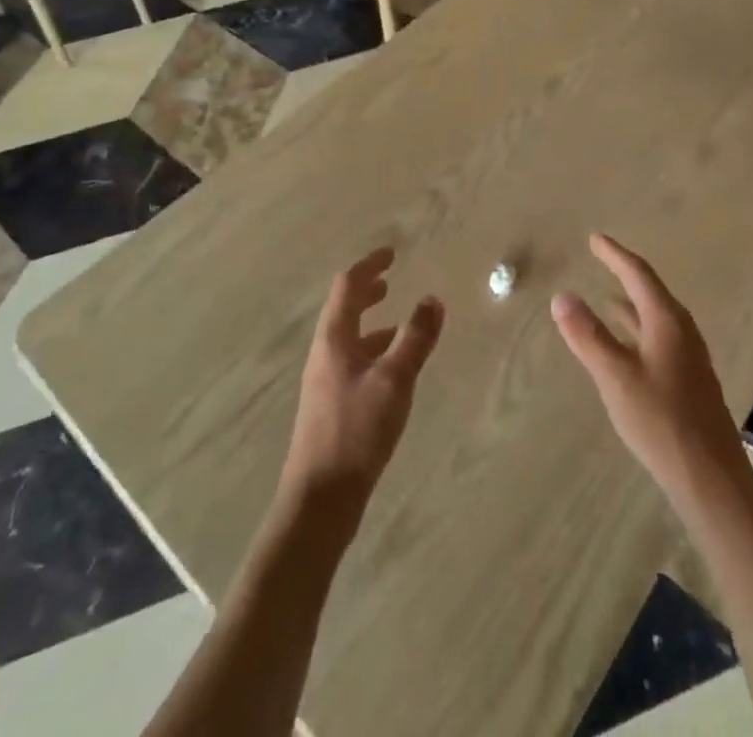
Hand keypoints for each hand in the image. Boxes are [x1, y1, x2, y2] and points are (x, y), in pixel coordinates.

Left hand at [281, 248, 444, 518]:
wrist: (320, 500)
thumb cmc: (356, 431)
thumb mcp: (394, 381)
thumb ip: (415, 339)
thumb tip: (432, 298)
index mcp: (333, 339)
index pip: (348, 286)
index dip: (369, 266)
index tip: (391, 253)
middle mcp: (325, 354)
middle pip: (344, 310)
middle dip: (367, 291)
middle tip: (390, 279)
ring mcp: (326, 382)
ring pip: (350, 338)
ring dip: (372, 323)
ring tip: (399, 322)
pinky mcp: (332, 407)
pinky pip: (354, 363)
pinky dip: (374, 352)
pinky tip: (393, 372)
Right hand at [551, 235, 749, 517]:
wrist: (712, 480)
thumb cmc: (661, 421)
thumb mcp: (615, 376)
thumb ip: (587, 335)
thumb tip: (562, 296)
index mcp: (667, 321)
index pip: (638, 274)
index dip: (614, 254)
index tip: (595, 238)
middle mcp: (682, 331)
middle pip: (651, 291)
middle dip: (625, 274)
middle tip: (602, 259)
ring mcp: (689, 357)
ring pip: (656, 317)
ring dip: (632, 304)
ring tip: (608, 299)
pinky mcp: (690, 380)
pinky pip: (659, 338)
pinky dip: (638, 329)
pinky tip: (628, 347)